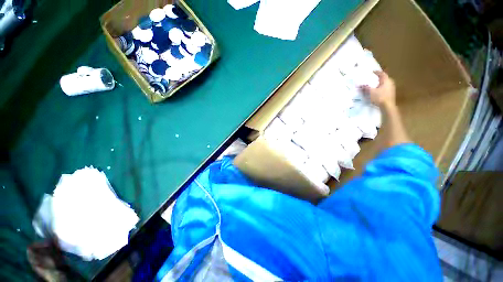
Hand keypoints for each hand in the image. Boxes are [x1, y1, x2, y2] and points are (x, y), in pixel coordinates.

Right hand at [361, 71, 395, 107]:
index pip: (382, 74)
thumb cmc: (379, 97)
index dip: (377, 72)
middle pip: (384, 78)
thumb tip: (360, 84)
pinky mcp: (391, 93)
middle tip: (373, 78)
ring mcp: (391, 88)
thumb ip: (365, 87)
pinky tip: (377, 91)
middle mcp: (390, 83)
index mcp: (386, 80)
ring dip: (380, 83)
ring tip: (374, 85)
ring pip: (385, 83)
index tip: (372, 71)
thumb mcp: (371, 92)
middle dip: (379, 78)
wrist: (388, 106)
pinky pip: (385, 88)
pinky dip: (381, 87)